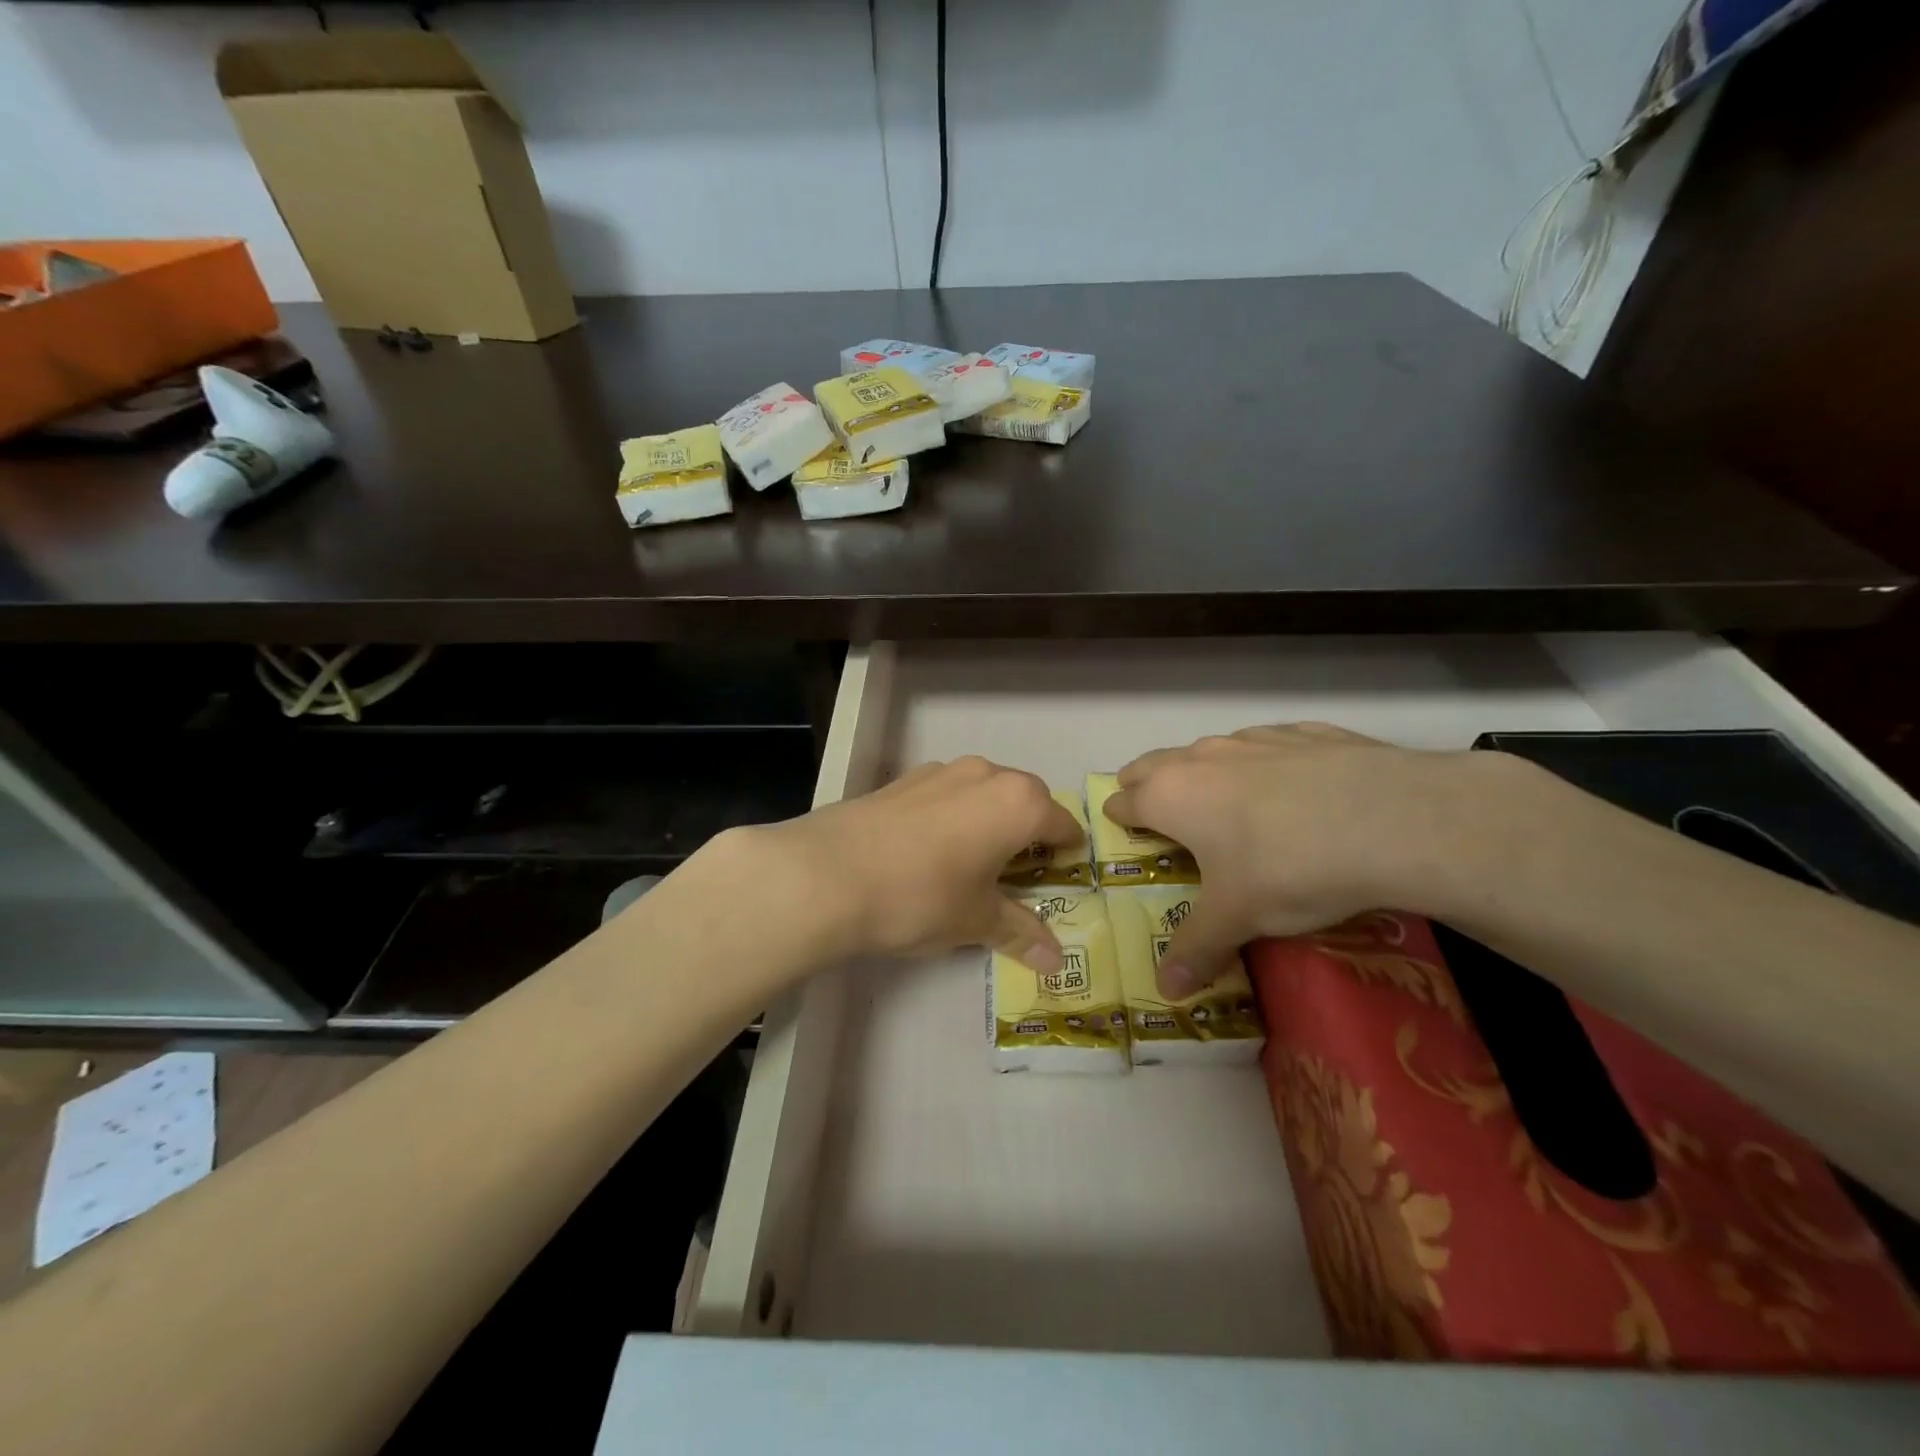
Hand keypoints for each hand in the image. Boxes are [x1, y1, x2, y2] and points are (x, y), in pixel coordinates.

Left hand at [732, 756, 1083, 972]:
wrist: (827, 874)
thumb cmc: (921, 897)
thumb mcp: (976, 921)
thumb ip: (1021, 932)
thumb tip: (1056, 959)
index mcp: (1018, 803)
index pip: (1063, 825)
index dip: (1067, 855)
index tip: (1058, 879)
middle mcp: (986, 774)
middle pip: (1026, 800)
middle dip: (1028, 834)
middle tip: (1015, 876)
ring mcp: (940, 771)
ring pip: (983, 792)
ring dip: (988, 820)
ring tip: (969, 863)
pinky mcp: (903, 778)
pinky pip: (946, 793)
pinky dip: (952, 815)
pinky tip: (927, 851)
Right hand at [1105, 724, 1513, 996]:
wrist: (1391, 820)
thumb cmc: (1287, 868)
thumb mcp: (1238, 918)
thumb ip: (1197, 949)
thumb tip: (1166, 989)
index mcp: (1171, 796)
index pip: (1125, 801)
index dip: (1120, 819)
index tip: (1123, 833)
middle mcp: (1202, 758)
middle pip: (1153, 764)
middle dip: (1148, 786)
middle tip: (1162, 816)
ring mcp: (1255, 738)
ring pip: (1211, 751)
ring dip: (1208, 774)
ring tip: (1232, 808)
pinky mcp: (1307, 732)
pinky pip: (1271, 745)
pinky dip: (1268, 764)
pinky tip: (1298, 790)